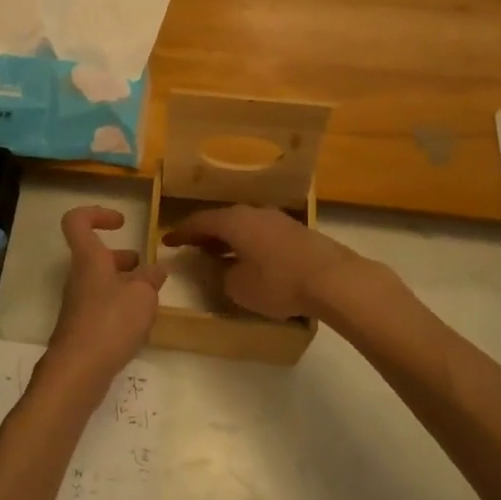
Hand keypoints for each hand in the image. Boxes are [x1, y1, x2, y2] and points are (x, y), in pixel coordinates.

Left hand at [34, 206, 166, 403]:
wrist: (78, 372)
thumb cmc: (110, 322)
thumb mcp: (142, 295)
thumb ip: (150, 279)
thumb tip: (155, 270)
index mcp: (89, 259)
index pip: (77, 221)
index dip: (97, 214)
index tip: (122, 222)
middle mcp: (80, 277)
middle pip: (95, 255)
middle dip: (121, 258)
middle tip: (145, 268)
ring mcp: (79, 304)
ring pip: (102, 282)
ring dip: (125, 284)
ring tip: (151, 298)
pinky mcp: (83, 329)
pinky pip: (103, 307)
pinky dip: (122, 308)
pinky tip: (140, 324)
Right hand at [161, 205, 362, 319]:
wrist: (333, 278)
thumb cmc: (278, 283)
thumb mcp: (239, 287)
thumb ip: (222, 276)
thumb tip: (221, 268)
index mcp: (233, 221)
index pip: (199, 221)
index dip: (181, 232)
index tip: (167, 241)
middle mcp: (253, 212)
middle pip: (222, 220)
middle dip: (205, 233)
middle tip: (192, 246)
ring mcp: (277, 219)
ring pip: (244, 225)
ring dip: (229, 238)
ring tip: (219, 253)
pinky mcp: (296, 231)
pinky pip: (261, 232)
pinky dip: (248, 242)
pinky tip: (250, 258)